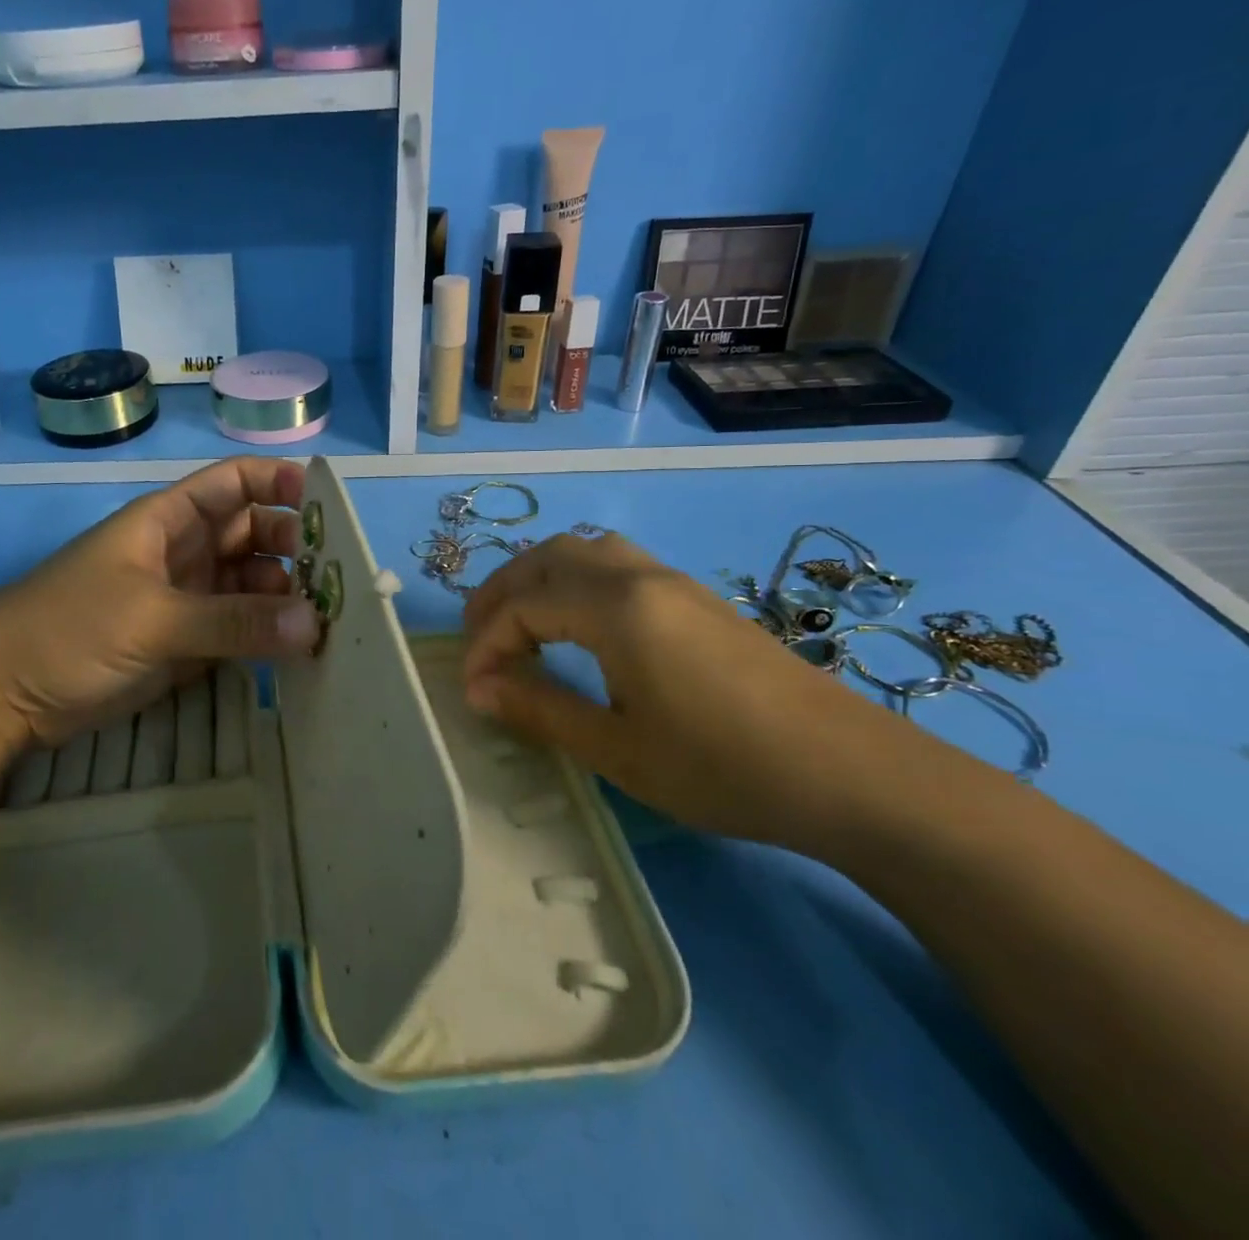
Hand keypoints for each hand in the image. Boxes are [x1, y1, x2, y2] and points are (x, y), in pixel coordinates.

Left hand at [0, 457, 319, 753]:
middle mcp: (185, 552)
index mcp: (169, 520)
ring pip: (251, 584)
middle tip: (336, 577)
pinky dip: (268, 634)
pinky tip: (301, 648)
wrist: (3, 694)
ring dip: (286, 596)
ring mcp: (187, 599)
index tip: (326, 505)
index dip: (278, 483)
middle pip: (253, 534)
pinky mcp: (187, 643)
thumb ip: (232, 622)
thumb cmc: (68, 629)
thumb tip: (314, 625)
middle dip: (294, 547)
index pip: (234, 484)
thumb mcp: (152, 619)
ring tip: (329, 619)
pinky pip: (239, 628)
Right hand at [460, 530, 926, 847]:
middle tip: (480, 641)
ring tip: (521, 624)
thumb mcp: (618, 748)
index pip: (523, 606)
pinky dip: (575, 581)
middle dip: (501, 593)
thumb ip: (539, 708)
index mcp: (615, 607)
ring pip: (584, 551)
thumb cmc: (723, 767)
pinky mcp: (698, 597)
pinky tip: (580, 625)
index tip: (472, 690)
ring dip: (539, 578)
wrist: (853, 774)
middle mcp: (639, 576)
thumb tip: (477, 688)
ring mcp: (674, 581)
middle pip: (547, 558)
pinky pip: (616, 563)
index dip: (486, 644)